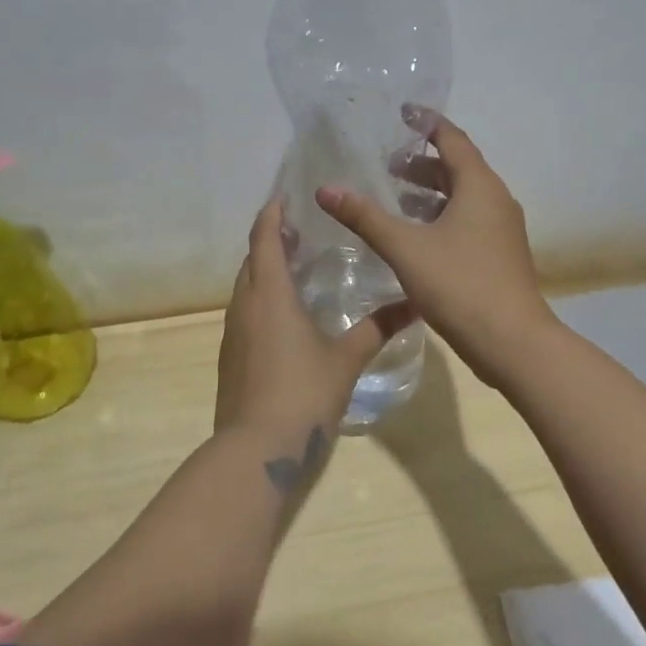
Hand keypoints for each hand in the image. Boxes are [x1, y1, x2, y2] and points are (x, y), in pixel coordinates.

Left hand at [215, 196, 414, 440]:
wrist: (257, 448)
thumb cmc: (304, 393)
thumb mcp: (347, 359)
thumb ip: (378, 328)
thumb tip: (414, 305)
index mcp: (270, 295)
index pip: (264, 239)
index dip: (271, 215)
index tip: (283, 197)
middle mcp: (244, 305)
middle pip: (251, 260)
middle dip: (269, 240)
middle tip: (299, 230)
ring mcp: (232, 332)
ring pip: (245, 287)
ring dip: (263, 270)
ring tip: (294, 266)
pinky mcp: (230, 356)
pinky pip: (244, 312)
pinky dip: (260, 299)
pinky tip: (284, 315)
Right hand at [317, 111, 556, 387]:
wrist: (512, 342)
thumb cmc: (460, 285)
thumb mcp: (406, 248)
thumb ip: (365, 217)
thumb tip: (326, 189)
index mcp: (480, 186)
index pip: (452, 139)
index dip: (426, 123)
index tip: (402, 113)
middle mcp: (496, 200)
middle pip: (458, 169)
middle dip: (422, 164)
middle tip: (387, 164)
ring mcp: (502, 230)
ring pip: (463, 198)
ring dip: (431, 193)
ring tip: (395, 198)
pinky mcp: (500, 256)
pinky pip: (468, 222)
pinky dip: (441, 217)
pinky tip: (416, 238)